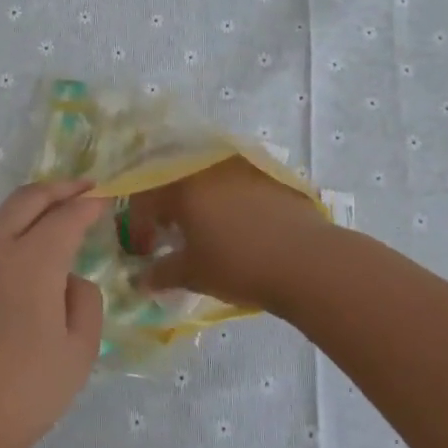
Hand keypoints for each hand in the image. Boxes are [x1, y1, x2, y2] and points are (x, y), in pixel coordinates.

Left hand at [0, 180, 107, 447]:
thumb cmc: (20, 397)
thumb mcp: (78, 354)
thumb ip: (84, 303)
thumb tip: (68, 279)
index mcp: (32, 262)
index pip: (66, 217)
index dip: (89, 205)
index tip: (106, 199)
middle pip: (27, 199)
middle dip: (59, 189)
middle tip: (82, 188)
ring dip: (23, 206)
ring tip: (42, 219)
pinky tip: (4, 255)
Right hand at [126, 158, 332, 310]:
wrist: (307, 261)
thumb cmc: (239, 265)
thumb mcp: (194, 274)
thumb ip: (162, 273)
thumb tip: (141, 279)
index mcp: (183, 187)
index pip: (146, 199)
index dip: (139, 226)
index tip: (145, 251)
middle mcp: (209, 169)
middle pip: (176, 183)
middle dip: (168, 210)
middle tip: (172, 237)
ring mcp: (244, 168)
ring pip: (209, 181)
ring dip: (200, 202)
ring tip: (206, 231)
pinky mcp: (272, 176)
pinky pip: (238, 184)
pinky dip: (229, 201)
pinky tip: (240, 226)